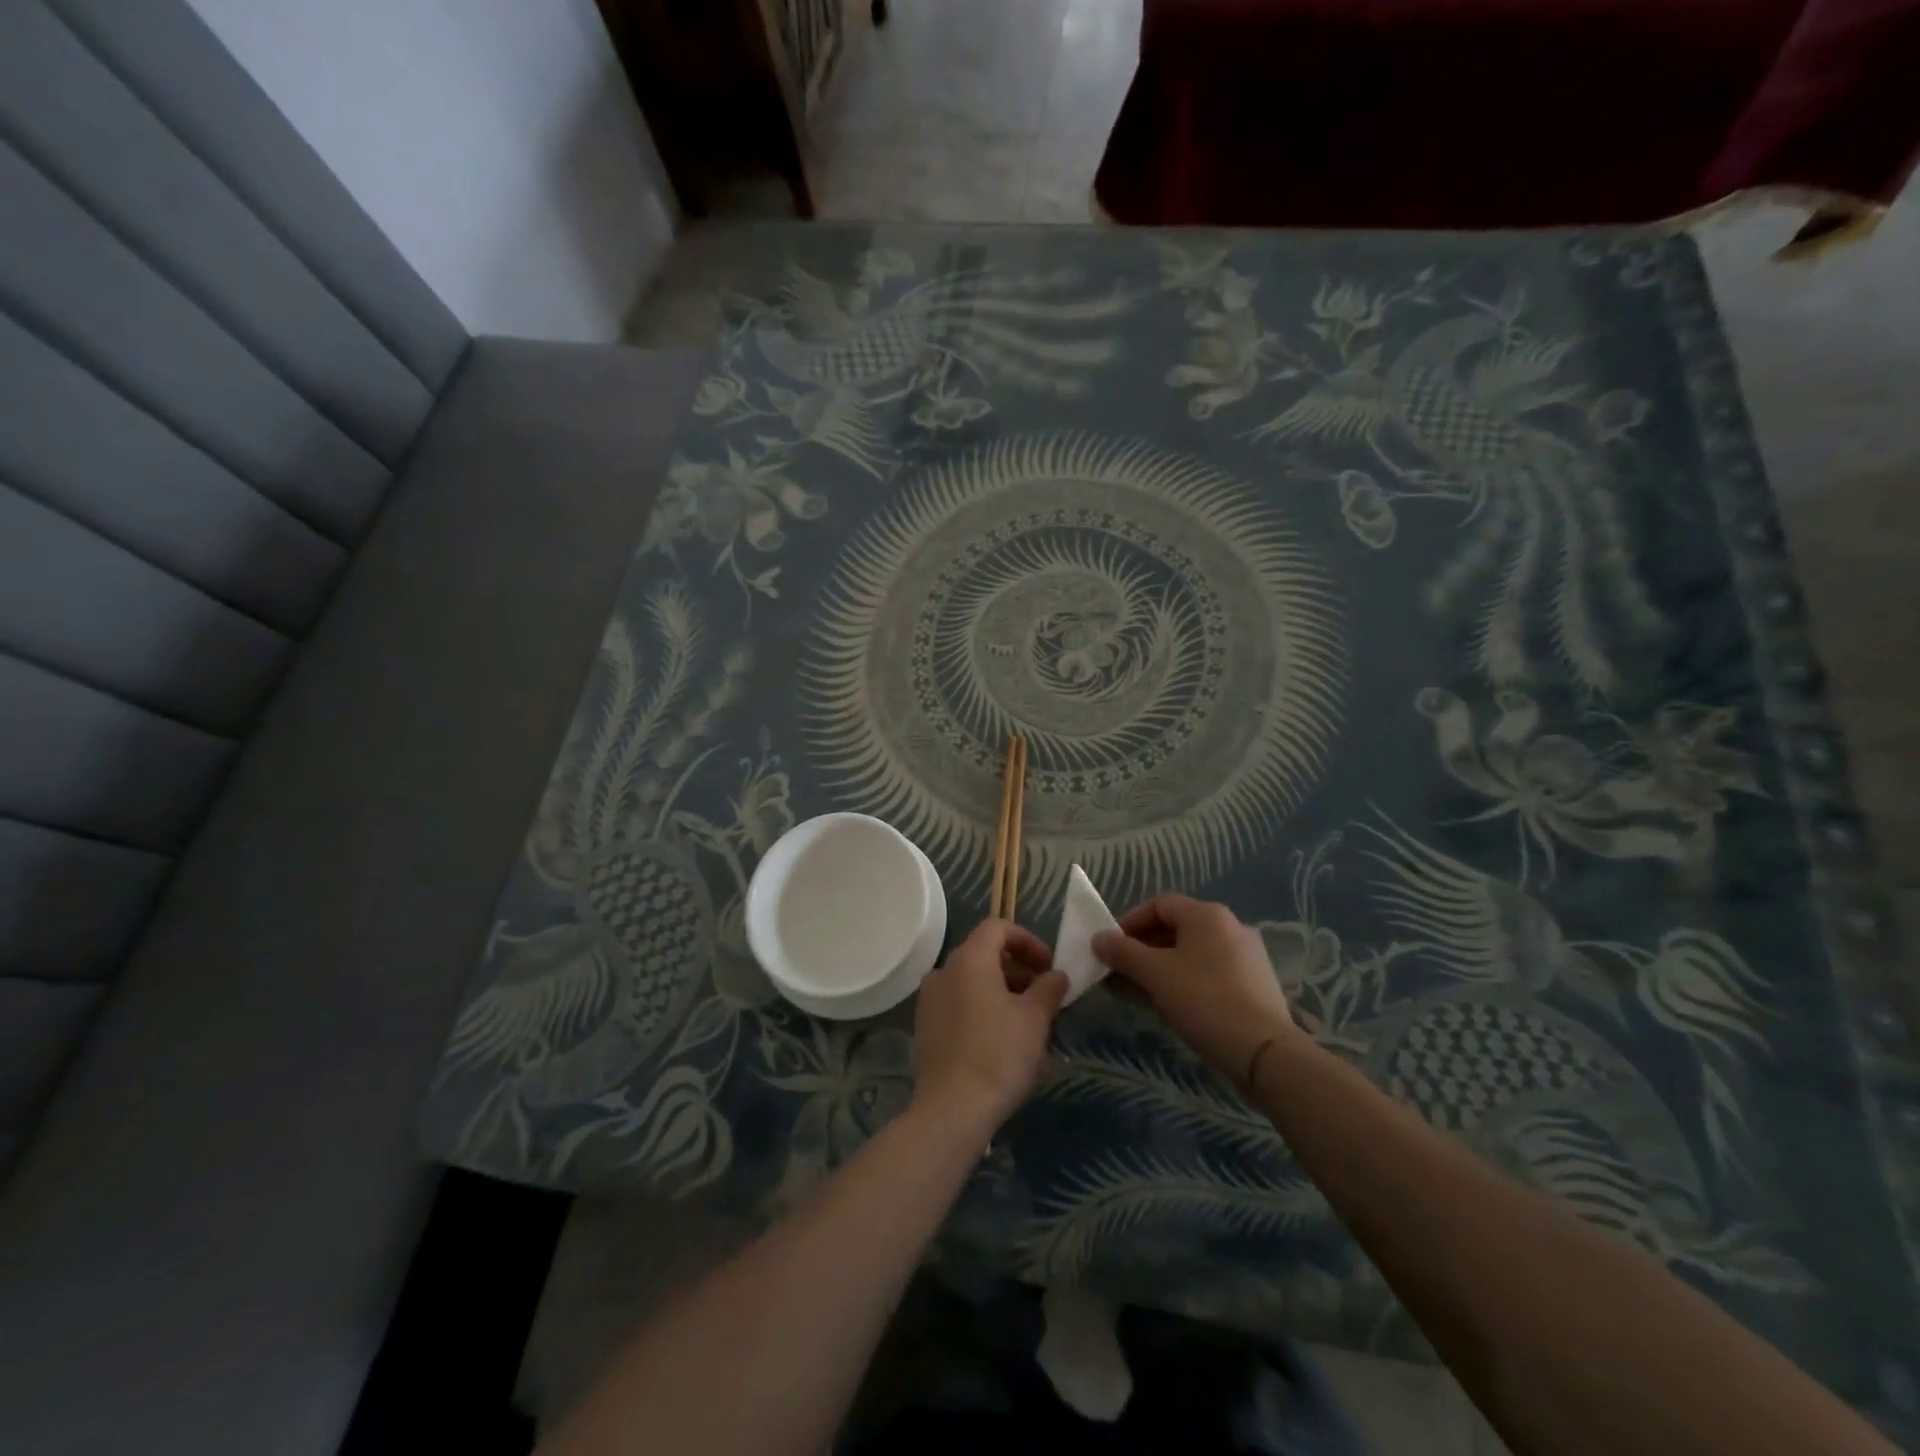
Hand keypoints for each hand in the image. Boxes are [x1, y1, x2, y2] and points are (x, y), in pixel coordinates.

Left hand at [912, 920, 1068, 1133]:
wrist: (952, 1109)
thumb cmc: (999, 1054)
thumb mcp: (1035, 1019)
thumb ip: (1049, 988)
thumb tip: (1056, 975)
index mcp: (969, 959)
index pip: (998, 927)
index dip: (1028, 940)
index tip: (1049, 967)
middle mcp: (943, 971)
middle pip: (983, 953)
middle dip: (1017, 968)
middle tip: (1043, 996)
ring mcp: (929, 1000)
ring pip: (970, 981)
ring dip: (1000, 990)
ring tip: (1026, 1021)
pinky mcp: (925, 1028)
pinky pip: (957, 1004)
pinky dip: (981, 1008)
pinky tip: (1000, 1040)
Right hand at [1093, 895, 1297, 1082]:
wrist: (1264, 1052)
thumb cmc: (1204, 1000)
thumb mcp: (1155, 974)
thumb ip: (1123, 952)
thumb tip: (1098, 938)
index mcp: (1207, 915)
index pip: (1159, 904)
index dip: (1130, 922)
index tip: (1112, 948)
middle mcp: (1230, 926)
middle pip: (1176, 927)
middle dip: (1144, 947)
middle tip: (1123, 972)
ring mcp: (1247, 955)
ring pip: (1193, 951)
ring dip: (1162, 965)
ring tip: (1143, 991)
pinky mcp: (1255, 982)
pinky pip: (1211, 970)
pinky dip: (1187, 978)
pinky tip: (1175, 1004)